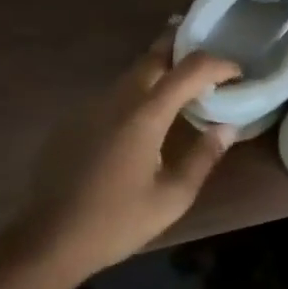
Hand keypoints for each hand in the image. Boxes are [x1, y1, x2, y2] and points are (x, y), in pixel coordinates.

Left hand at [19, 30, 239, 279]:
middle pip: (153, 56)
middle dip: (184, 48)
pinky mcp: (74, 121)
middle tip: (210, 58)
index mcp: (145, 116)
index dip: (219, 64)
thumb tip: (227, 128)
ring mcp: (90, 107)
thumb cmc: (118, 221)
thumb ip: (204, 156)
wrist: (49, 240)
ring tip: (184, 82)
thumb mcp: (174, 196)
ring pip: (131, 73)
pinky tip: (145, 116)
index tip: (238, 73)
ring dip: (160, 69)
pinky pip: (113, 94)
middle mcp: (116, 100)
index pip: (190, 70)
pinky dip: (138, 91)